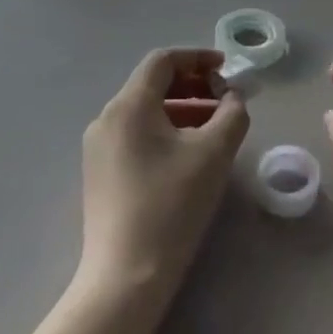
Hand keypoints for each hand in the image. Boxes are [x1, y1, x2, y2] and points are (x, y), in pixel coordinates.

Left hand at [78, 49, 249, 303]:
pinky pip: (136, 134)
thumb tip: (233, 97)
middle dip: (194, 85)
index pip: (163, 61)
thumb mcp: (214, 153)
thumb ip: (232, 113)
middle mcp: (106, 118)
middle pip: (152, 84)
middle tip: (226, 99)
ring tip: (215, 127)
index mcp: (129, 105)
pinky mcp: (100, 172)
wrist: (127, 275)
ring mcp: (98, 147)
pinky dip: (165, 130)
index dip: (198, 58)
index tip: (228, 69)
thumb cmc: (173, 205)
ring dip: (182, 108)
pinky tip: (189, 153)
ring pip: (145, 111)